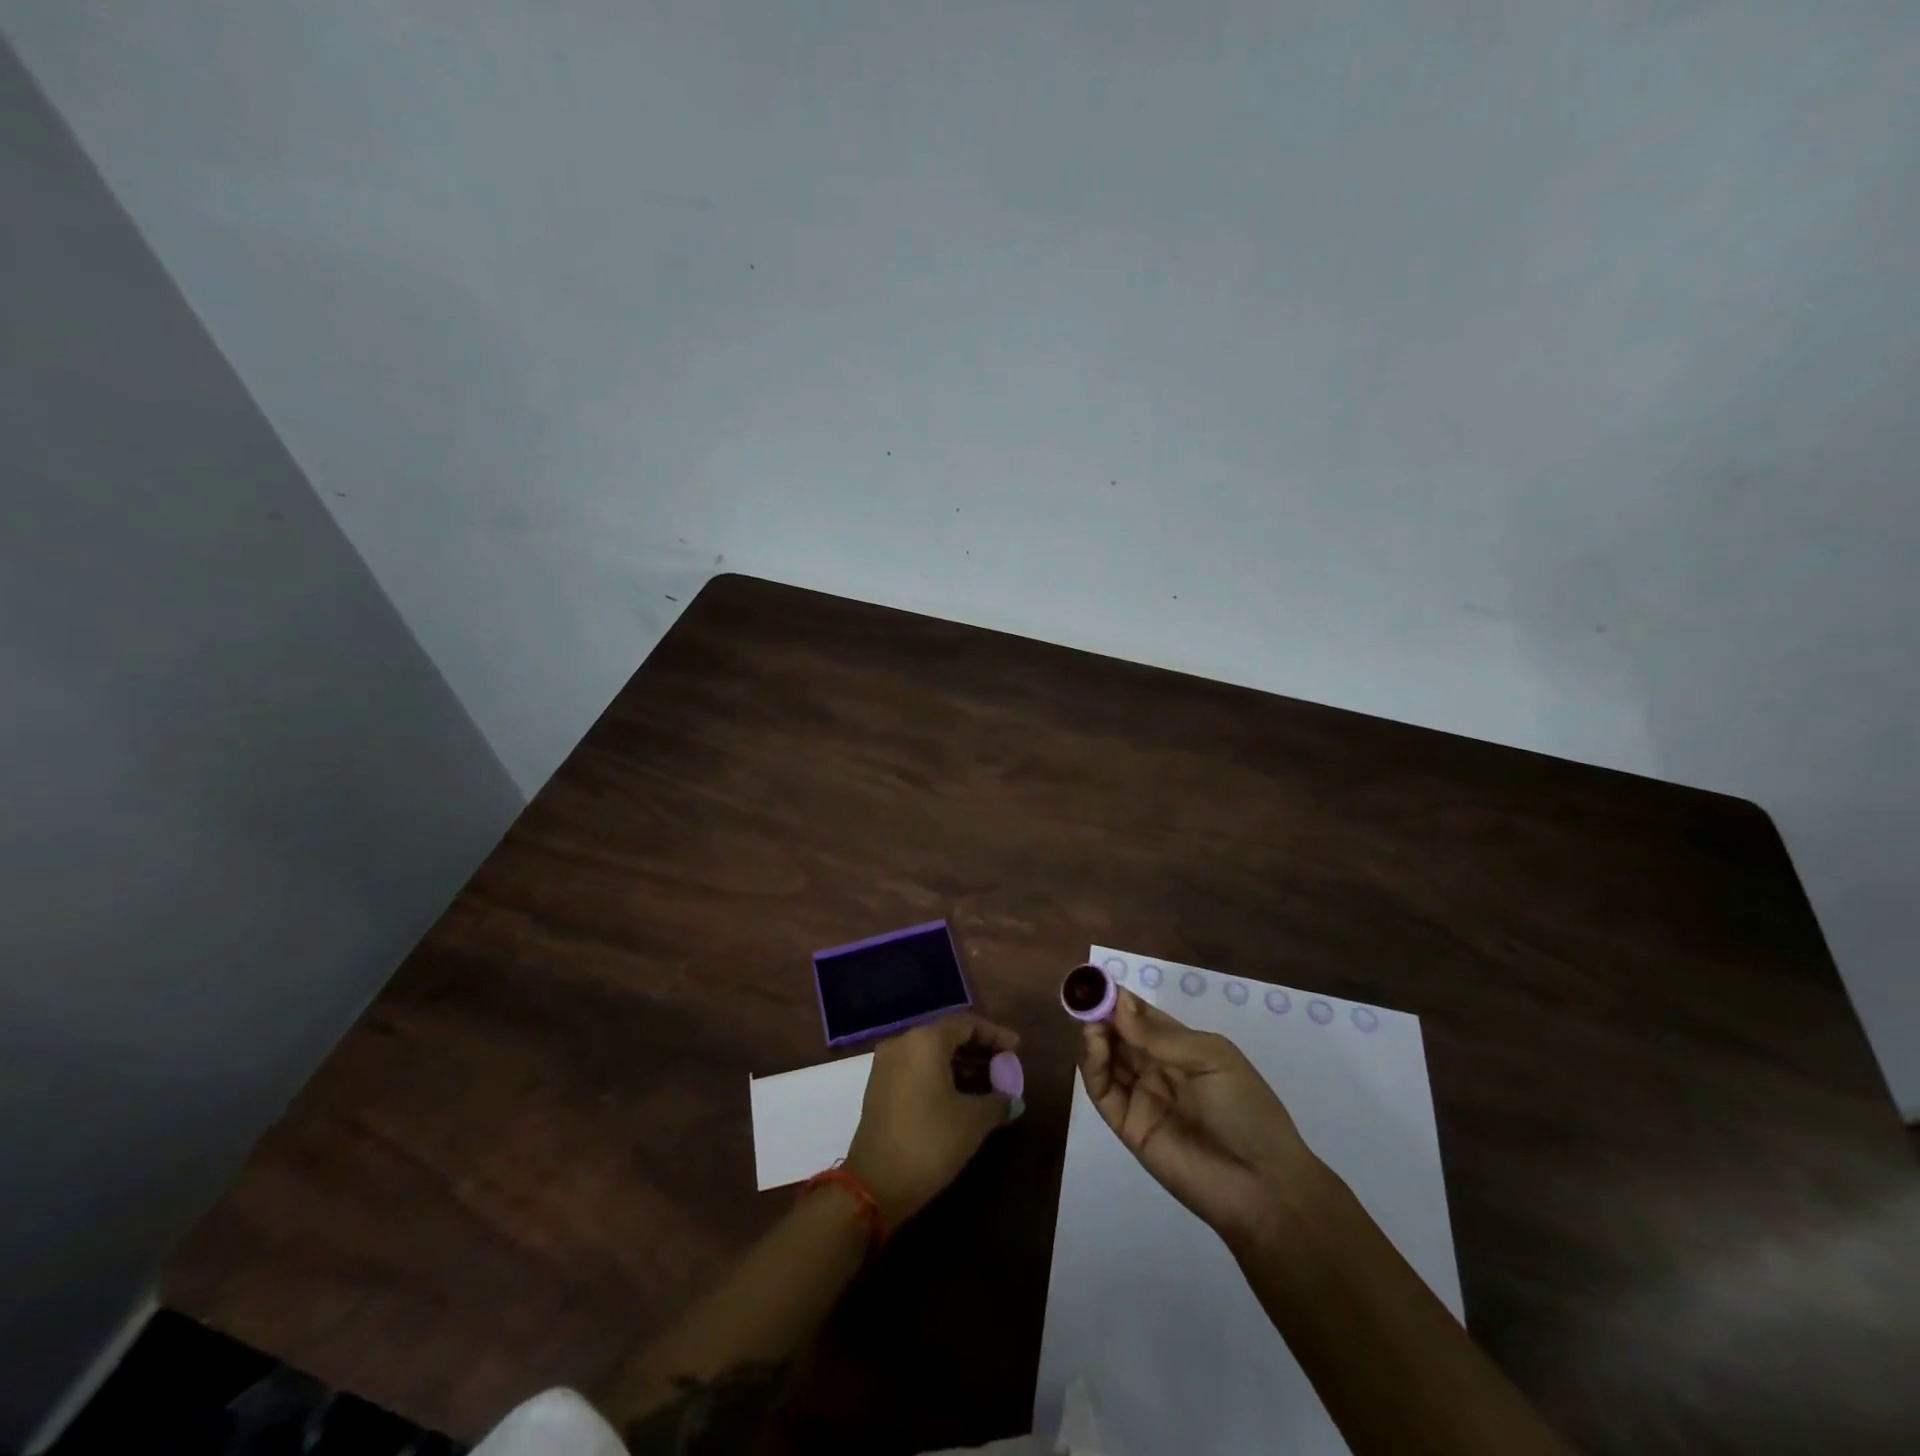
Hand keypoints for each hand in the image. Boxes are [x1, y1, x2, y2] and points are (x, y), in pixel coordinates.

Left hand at [845, 1013, 1018, 1226]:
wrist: (875, 1184)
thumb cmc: (930, 1142)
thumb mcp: (973, 1122)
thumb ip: (999, 1102)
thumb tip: (1013, 1100)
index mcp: (925, 1040)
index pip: (966, 1024)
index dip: (995, 1035)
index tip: (1017, 1049)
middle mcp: (902, 1042)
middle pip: (947, 1035)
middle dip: (979, 1050)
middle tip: (1004, 1068)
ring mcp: (887, 1065)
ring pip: (931, 1053)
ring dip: (960, 1065)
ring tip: (988, 1085)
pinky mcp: (879, 1087)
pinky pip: (917, 1069)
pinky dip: (940, 1075)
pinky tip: (960, 1097)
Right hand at [1081, 989, 1323, 1248]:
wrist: (1262, 1186)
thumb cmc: (1246, 1110)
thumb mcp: (1212, 1059)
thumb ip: (1161, 1036)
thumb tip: (1119, 1003)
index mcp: (1181, 1048)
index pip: (1141, 1016)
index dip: (1119, 998)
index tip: (1096, 980)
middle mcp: (1156, 1068)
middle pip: (1118, 1034)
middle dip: (1101, 1014)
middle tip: (1085, 997)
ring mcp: (1140, 1096)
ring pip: (1106, 1059)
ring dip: (1094, 1035)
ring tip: (1092, 1022)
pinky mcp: (1127, 1125)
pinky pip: (1103, 1091)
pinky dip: (1092, 1066)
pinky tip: (1094, 1044)